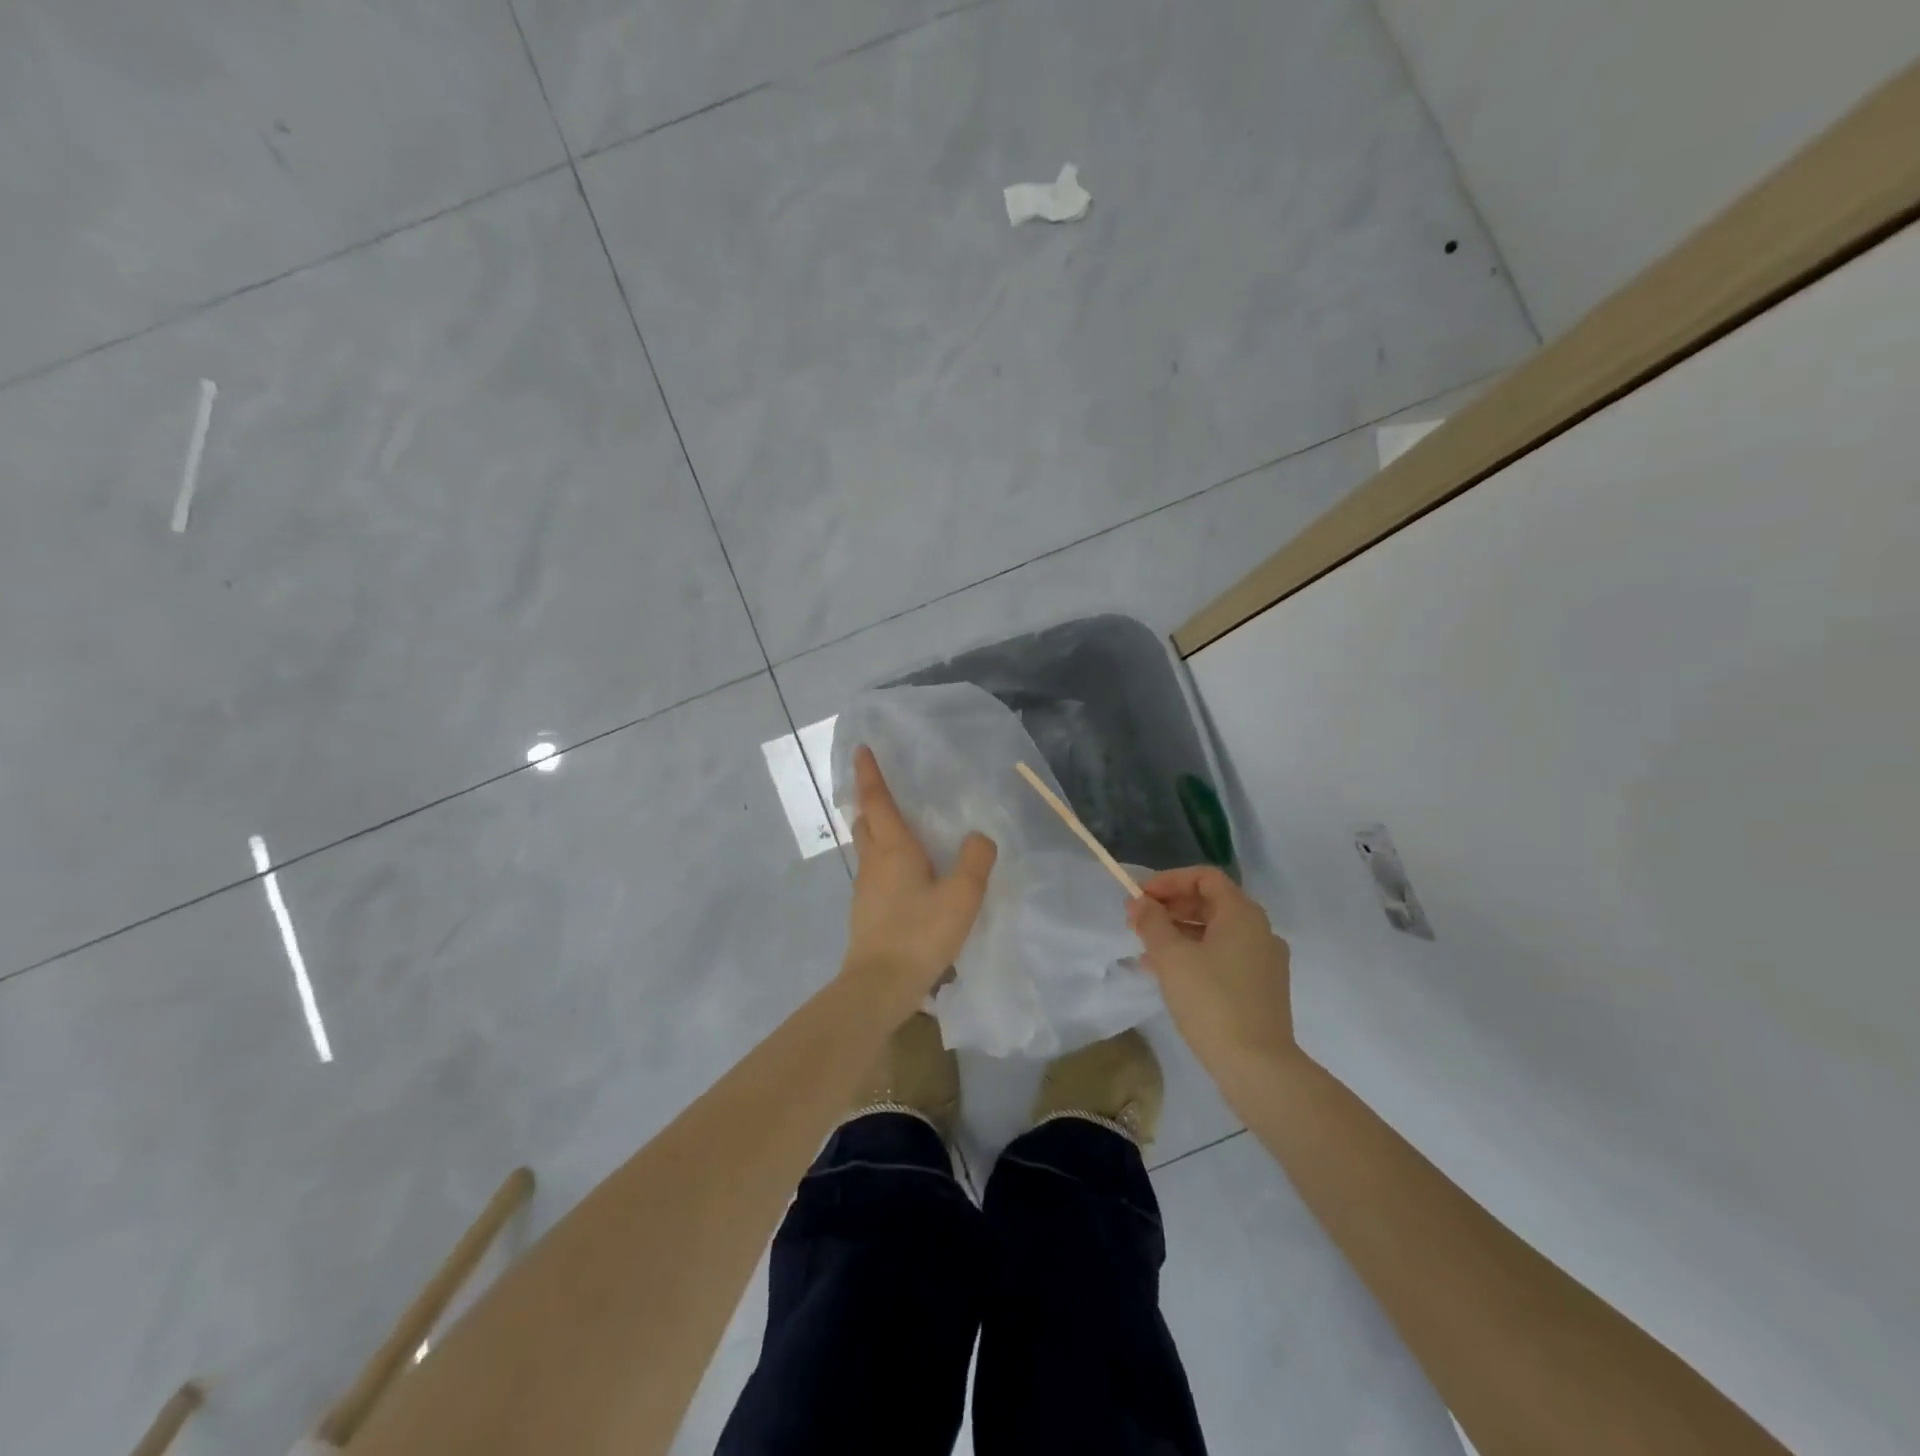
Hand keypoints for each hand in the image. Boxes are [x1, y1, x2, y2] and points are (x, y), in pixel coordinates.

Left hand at [840, 745, 997, 1025]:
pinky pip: (873, 871)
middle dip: (869, 800)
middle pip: (865, 821)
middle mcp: (873, 861)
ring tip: (898, 826)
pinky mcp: (866, 911)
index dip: (870, 773)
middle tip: (881, 785)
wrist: (879, 985)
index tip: (861, 749)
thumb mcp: (962, 896)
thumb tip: (979, 836)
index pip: (877, 800)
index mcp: (893, 848)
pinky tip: (905, 873)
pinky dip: (883, 857)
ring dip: (876, 829)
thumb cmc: (919, 934)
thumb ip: (976, 860)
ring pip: (867, 847)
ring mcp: (865, 888)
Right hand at [1128, 866, 1295, 1074]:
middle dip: (1170, 908)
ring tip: (1145, 949)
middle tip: (1137, 922)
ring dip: (1178, 933)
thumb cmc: (1211, 1001)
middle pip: (1210, 903)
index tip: (1141, 897)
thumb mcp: (1171, 957)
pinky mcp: (1261, 988)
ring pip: (1215, 932)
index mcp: (1242, 914)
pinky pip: (1223, 957)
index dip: (1169, 881)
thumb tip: (1140, 903)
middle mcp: (1259, 930)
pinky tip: (1167, 974)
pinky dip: (1195, 955)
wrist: (1258, 1067)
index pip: (1205, 877)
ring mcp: (1264, 961)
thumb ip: (1152, 922)